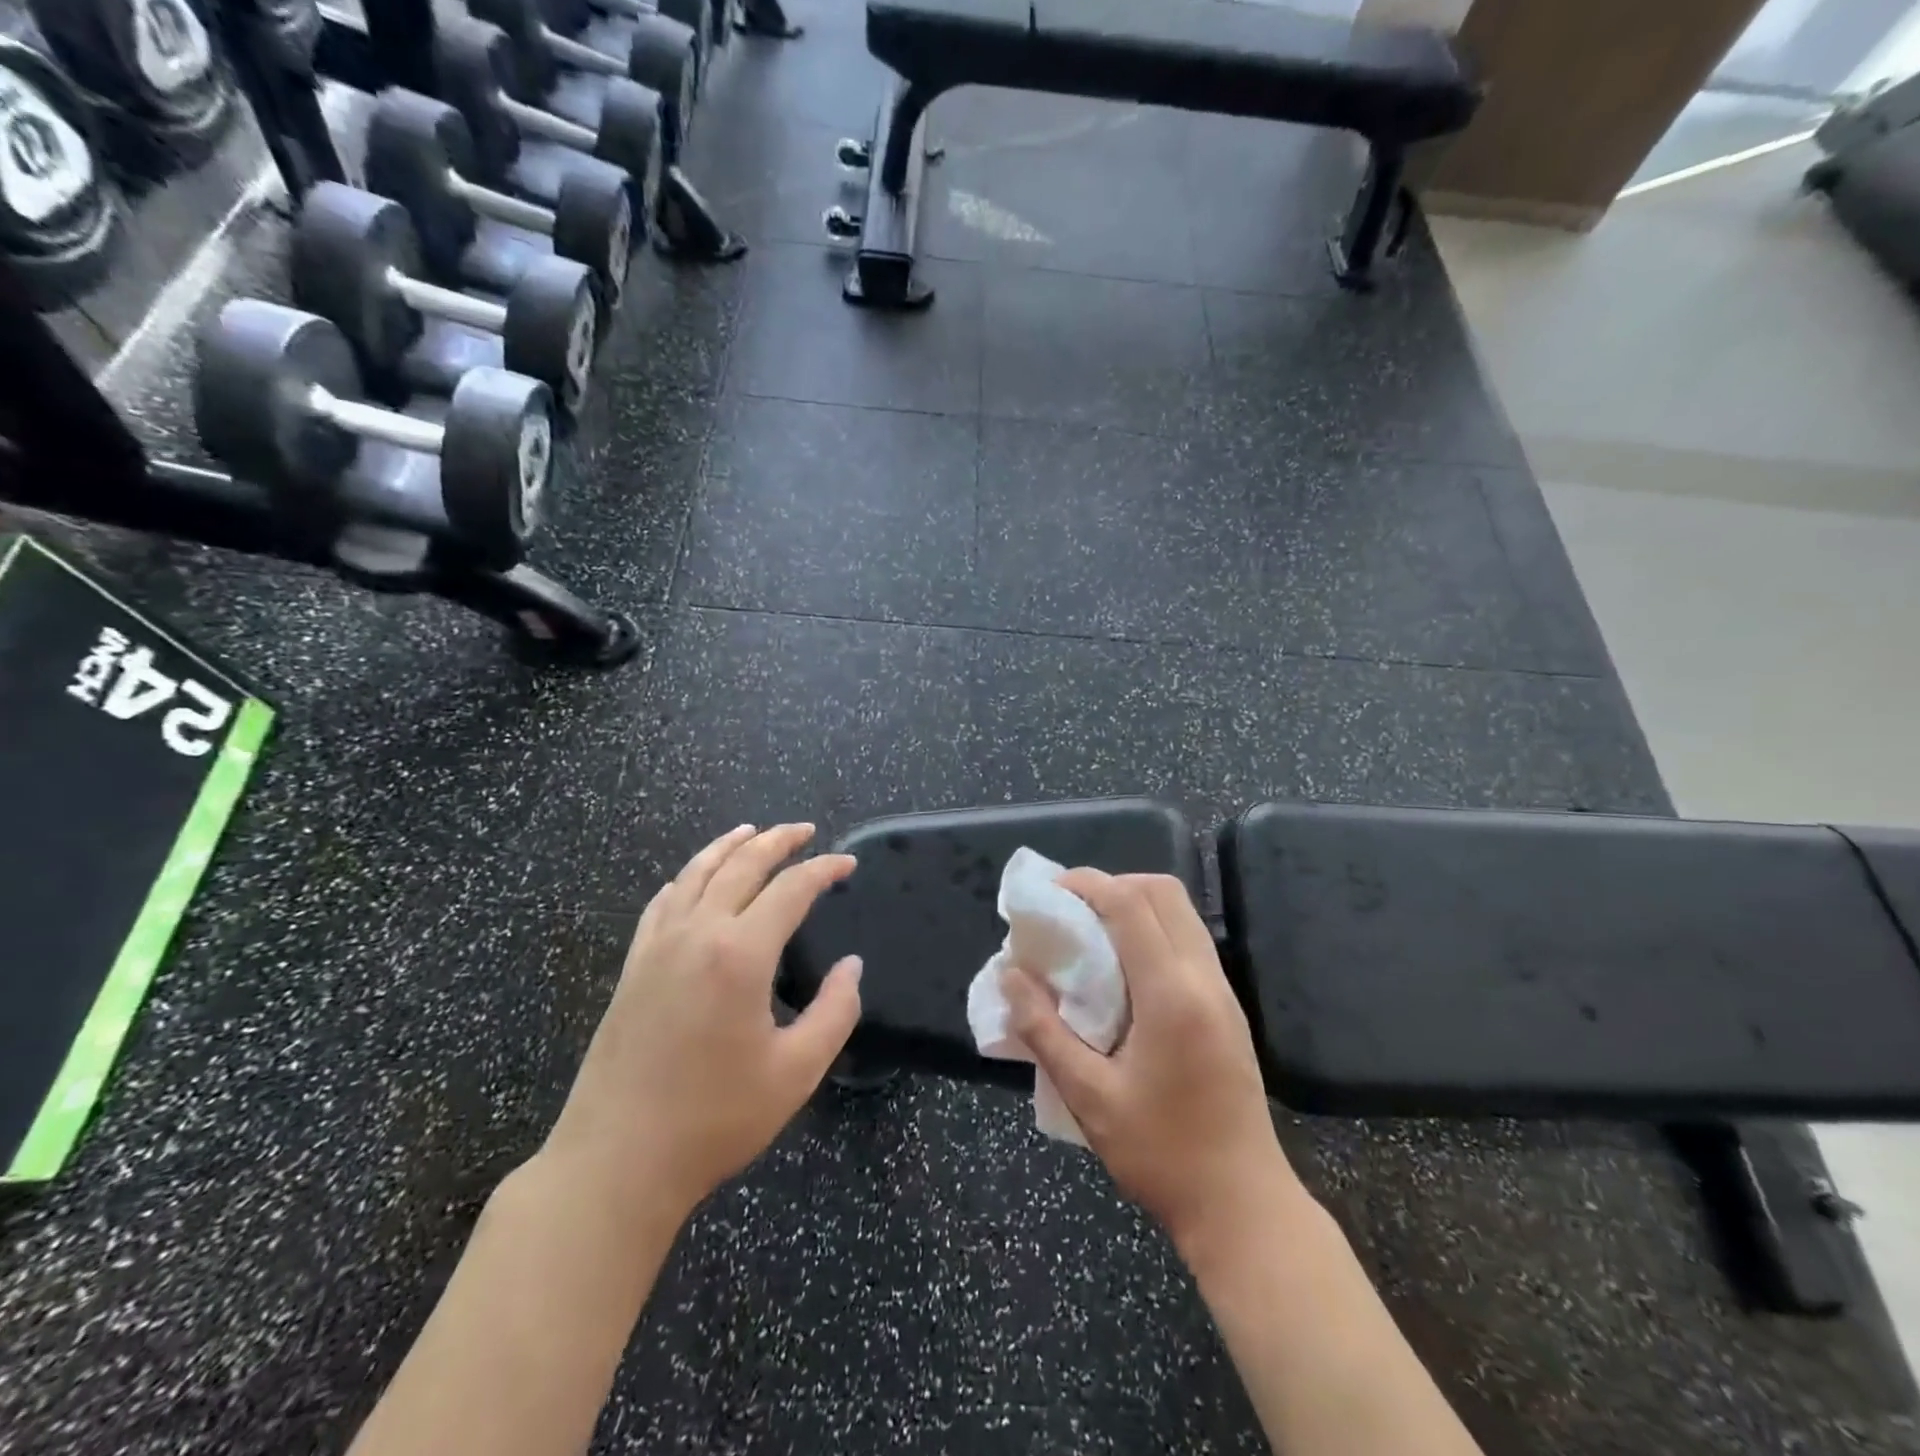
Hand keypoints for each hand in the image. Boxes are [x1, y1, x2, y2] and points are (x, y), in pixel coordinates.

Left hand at [545, 824, 862, 1221]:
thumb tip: (852, 967)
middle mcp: (697, 934)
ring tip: (752, 832)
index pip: (791, 890)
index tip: (847, 865)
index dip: (823, 870)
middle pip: (742, 866)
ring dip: (728, 846)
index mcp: (740, 954)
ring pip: (696, 874)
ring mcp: (658, 947)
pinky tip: (692, 879)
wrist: (616, 1162)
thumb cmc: (714, 1120)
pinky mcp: (633, 967)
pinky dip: (686, 878)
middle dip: (778, 842)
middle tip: (804, 830)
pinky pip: (662, 903)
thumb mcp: (796, 1072)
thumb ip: (835, 1011)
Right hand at [1002, 869, 1298, 1252]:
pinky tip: (1124, 970)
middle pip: (1164, 893)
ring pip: (1181, 913)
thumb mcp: (1089, 1097)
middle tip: (1072, 911)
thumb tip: (1010, 975)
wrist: (1243, 1207)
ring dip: (1136, 905)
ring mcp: (1223, 992)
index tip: (1051, 891)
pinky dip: (1153, 930)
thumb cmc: (1161, 1155)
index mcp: (1172, 994)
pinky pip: (1189, 941)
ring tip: (1092, 935)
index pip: (1131, 905)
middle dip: (1114, 885)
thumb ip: (1044, 1030)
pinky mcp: (1229, 1008)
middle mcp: (1204, 979)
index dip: (1088, 884)